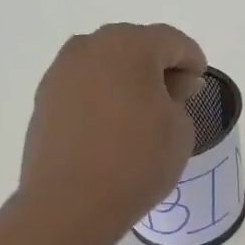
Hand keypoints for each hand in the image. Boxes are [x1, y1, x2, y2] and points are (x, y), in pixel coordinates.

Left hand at [19, 23, 207, 236]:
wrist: (69, 203)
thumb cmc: (136, 161)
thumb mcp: (179, 128)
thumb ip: (180, 96)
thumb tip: (173, 84)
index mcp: (130, 45)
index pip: (172, 41)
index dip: (192, 60)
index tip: (199, 85)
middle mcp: (91, 47)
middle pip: (134, 44)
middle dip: (157, 65)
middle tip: (174, 97)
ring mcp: (61, 71)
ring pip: (105, 63)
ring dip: (126, 78)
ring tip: (141, 113)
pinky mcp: (44, 98)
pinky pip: (83, 85)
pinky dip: (101, 95)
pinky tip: (111, 125)